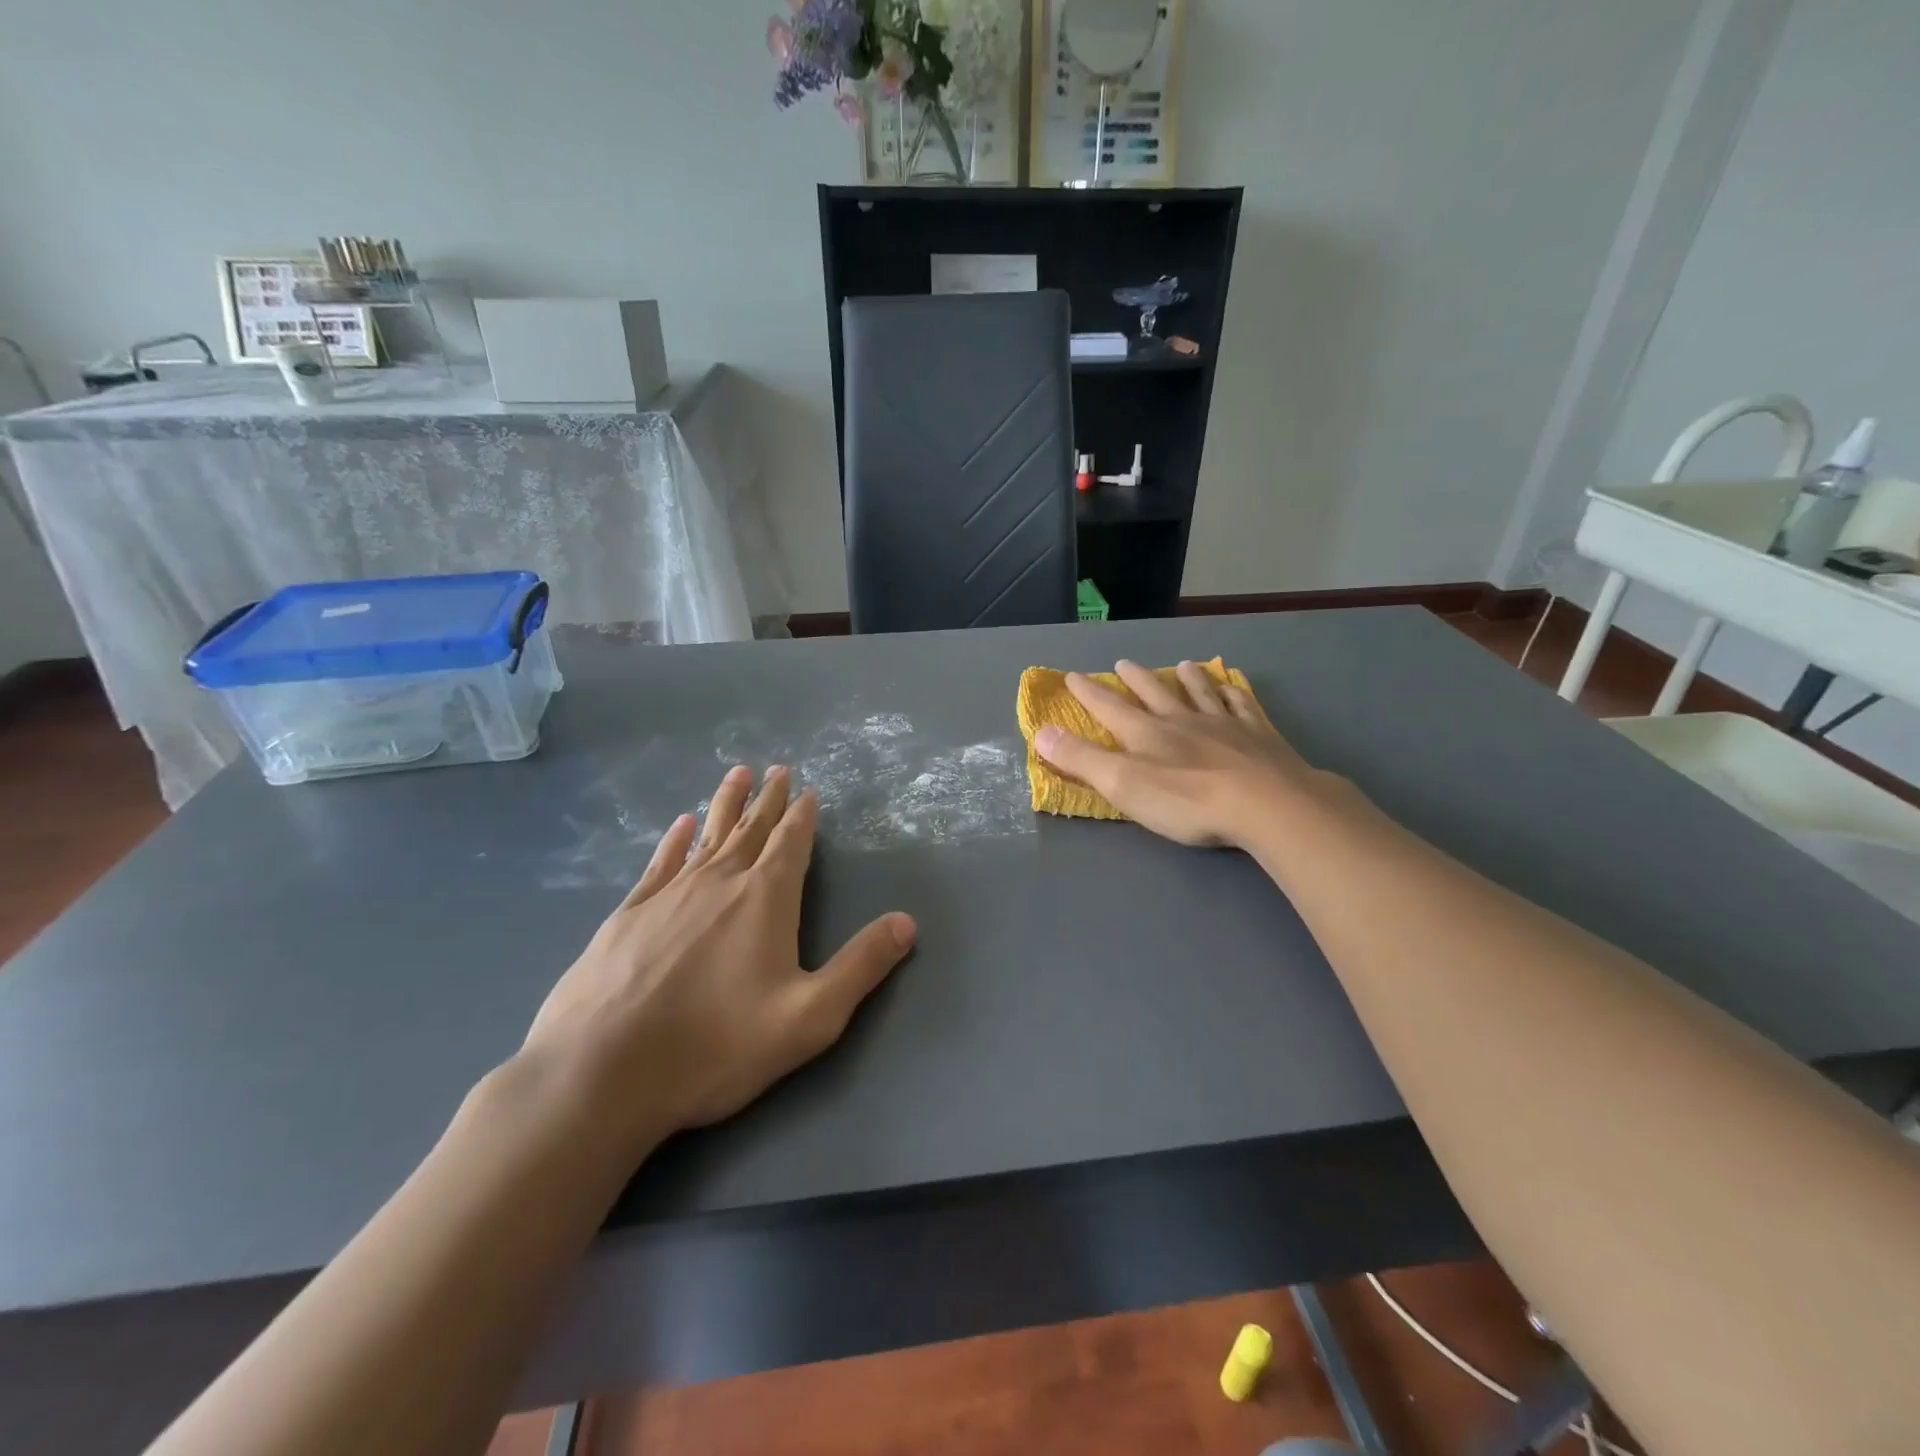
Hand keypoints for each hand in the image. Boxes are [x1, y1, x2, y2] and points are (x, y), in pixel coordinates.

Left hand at [520, 765, 914, 1158]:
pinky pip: (659, 863)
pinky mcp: (627, 915)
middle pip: (751, 829)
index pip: (791, 843)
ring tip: (737, 775)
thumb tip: (907, 922)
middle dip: (768, 799)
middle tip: (778, 769)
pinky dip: (674, 840)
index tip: (808, 790)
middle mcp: (719, 882)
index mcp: (765, 899)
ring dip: (725, 804)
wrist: (601, 1072)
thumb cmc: (716, 1046)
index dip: (802, 816)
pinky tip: (679, 825)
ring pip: (706, 836)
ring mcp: (668, 894)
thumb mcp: (809, 1017)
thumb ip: (861, 966)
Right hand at [1034, 660, 1347, 848]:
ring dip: (1188, 679)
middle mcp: (1183, 720)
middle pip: (1155, 693)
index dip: (1088, 693)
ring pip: (1201, 693)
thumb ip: (1081, 759)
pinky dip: (1234, 692)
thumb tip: (1040, 731)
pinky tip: (1234, 687)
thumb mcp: (1123, 784)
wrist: (1266, 804)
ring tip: (1183, 665)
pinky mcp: (1259, 737)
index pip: (1109, 708)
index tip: (1072, 676)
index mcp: (1147, 733)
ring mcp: (1224, 724)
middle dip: (1136, 679)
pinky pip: (1242, 705)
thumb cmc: (1187, 801)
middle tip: (1123, 663)